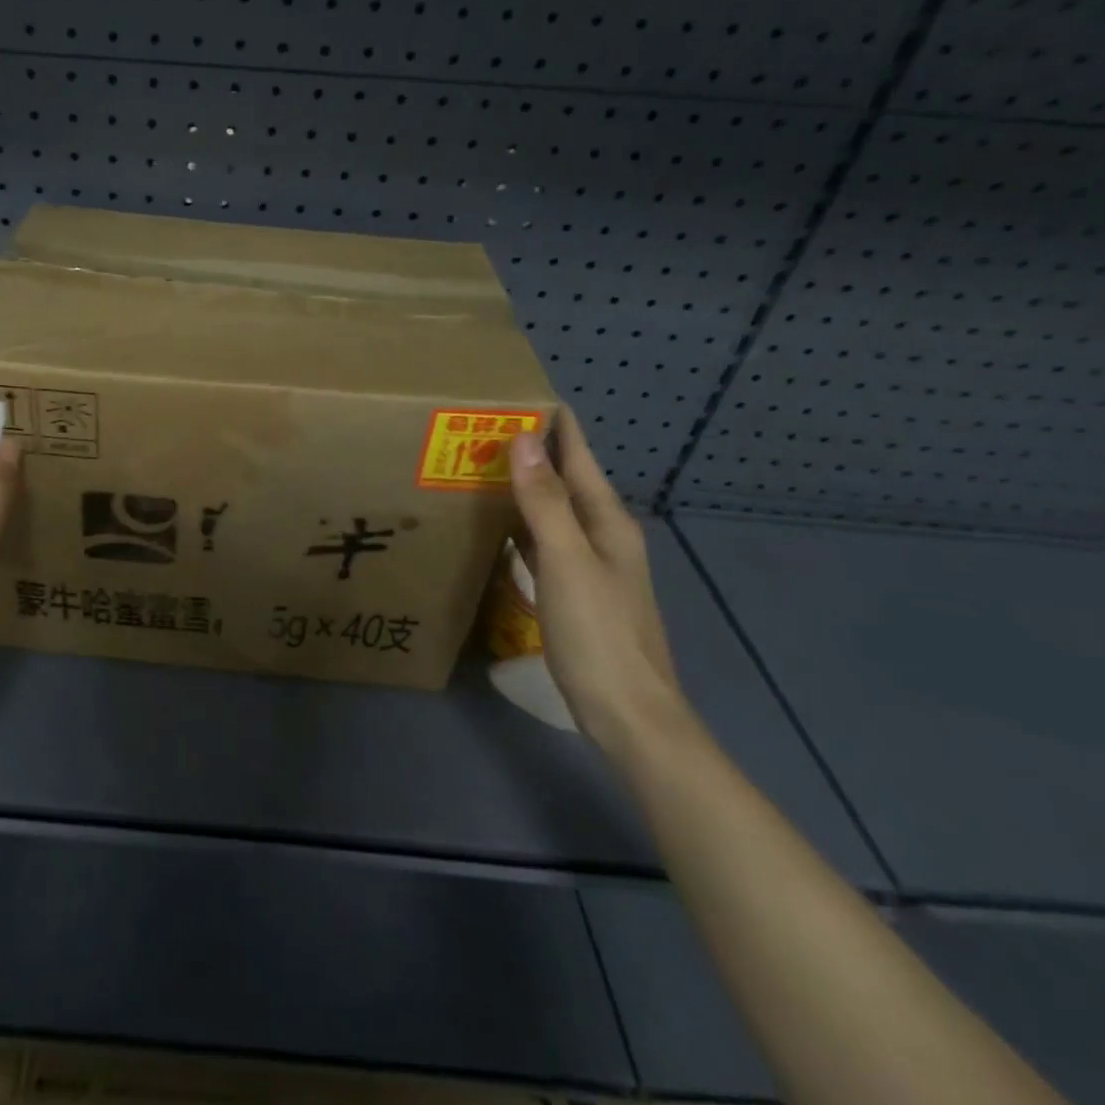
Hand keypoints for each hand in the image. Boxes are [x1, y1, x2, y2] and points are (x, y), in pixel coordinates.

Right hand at [509, 410, 689, 755]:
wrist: (628, 712)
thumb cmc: (599, 633)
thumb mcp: (568, 562)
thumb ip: (545, 501)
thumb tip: (522, 439)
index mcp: (606, 520)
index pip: (579, 454)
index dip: (553, 422)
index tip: (514, 392)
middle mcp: (601, 533)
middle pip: (564, 478)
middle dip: (528, 450)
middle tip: (476, 427)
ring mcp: (588, 563)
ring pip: (551, 509)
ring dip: (521, 486)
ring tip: (476, 465)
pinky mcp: (573, 588)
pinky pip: (542, 540)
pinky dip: (519, 523)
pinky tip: (494, 524)